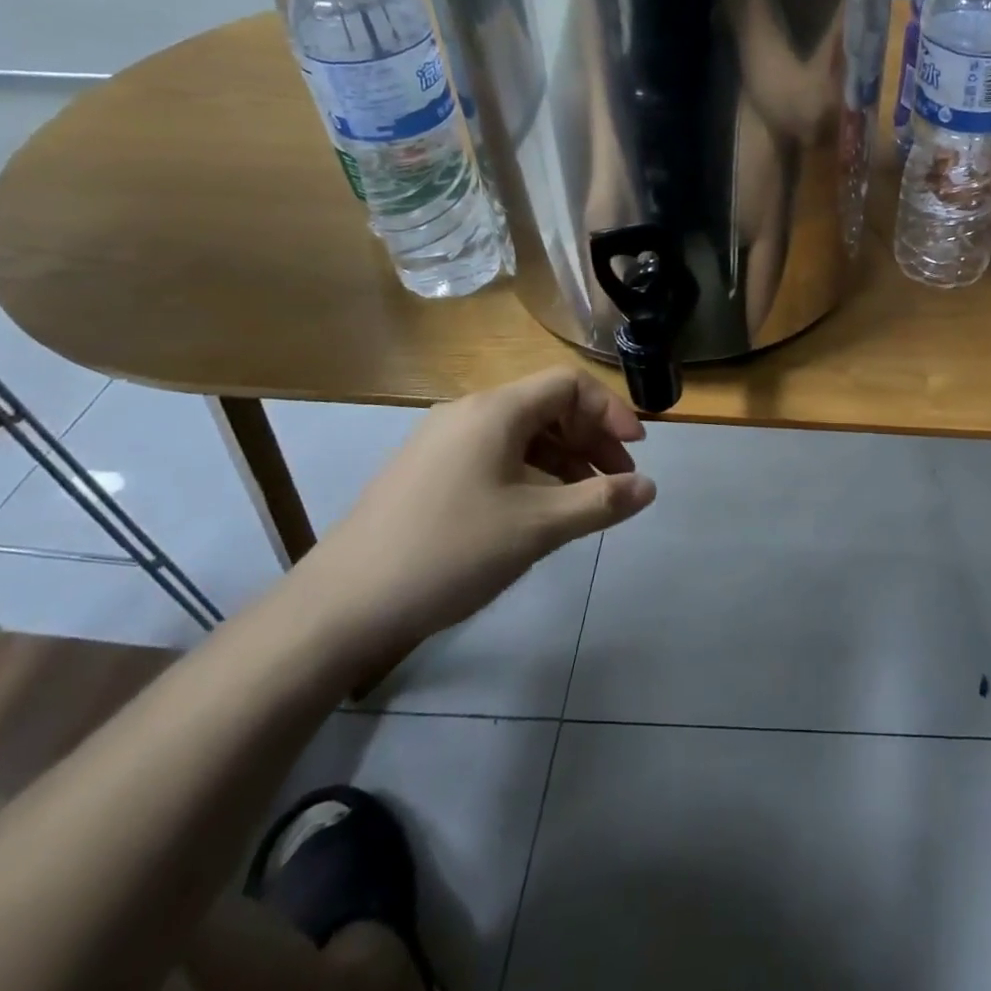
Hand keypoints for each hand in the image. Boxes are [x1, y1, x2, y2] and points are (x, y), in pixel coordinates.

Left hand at [303, 368, 655, 656]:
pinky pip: (495, 455)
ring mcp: (442, 442)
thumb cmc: (450, 553)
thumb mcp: (537, 527)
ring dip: (563, 459)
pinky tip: (539, 511)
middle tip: (618, 482)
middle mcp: (467, 413)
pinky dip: (530, 473)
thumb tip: (650, 487)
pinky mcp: (427, 472)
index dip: (609, 412)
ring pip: (521, 434)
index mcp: (494, 411)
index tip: (635, 452)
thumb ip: (600, 502)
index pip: (568, 385)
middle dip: (591, 439)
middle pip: (546, 407)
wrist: (341, 606)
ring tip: (586, 501)